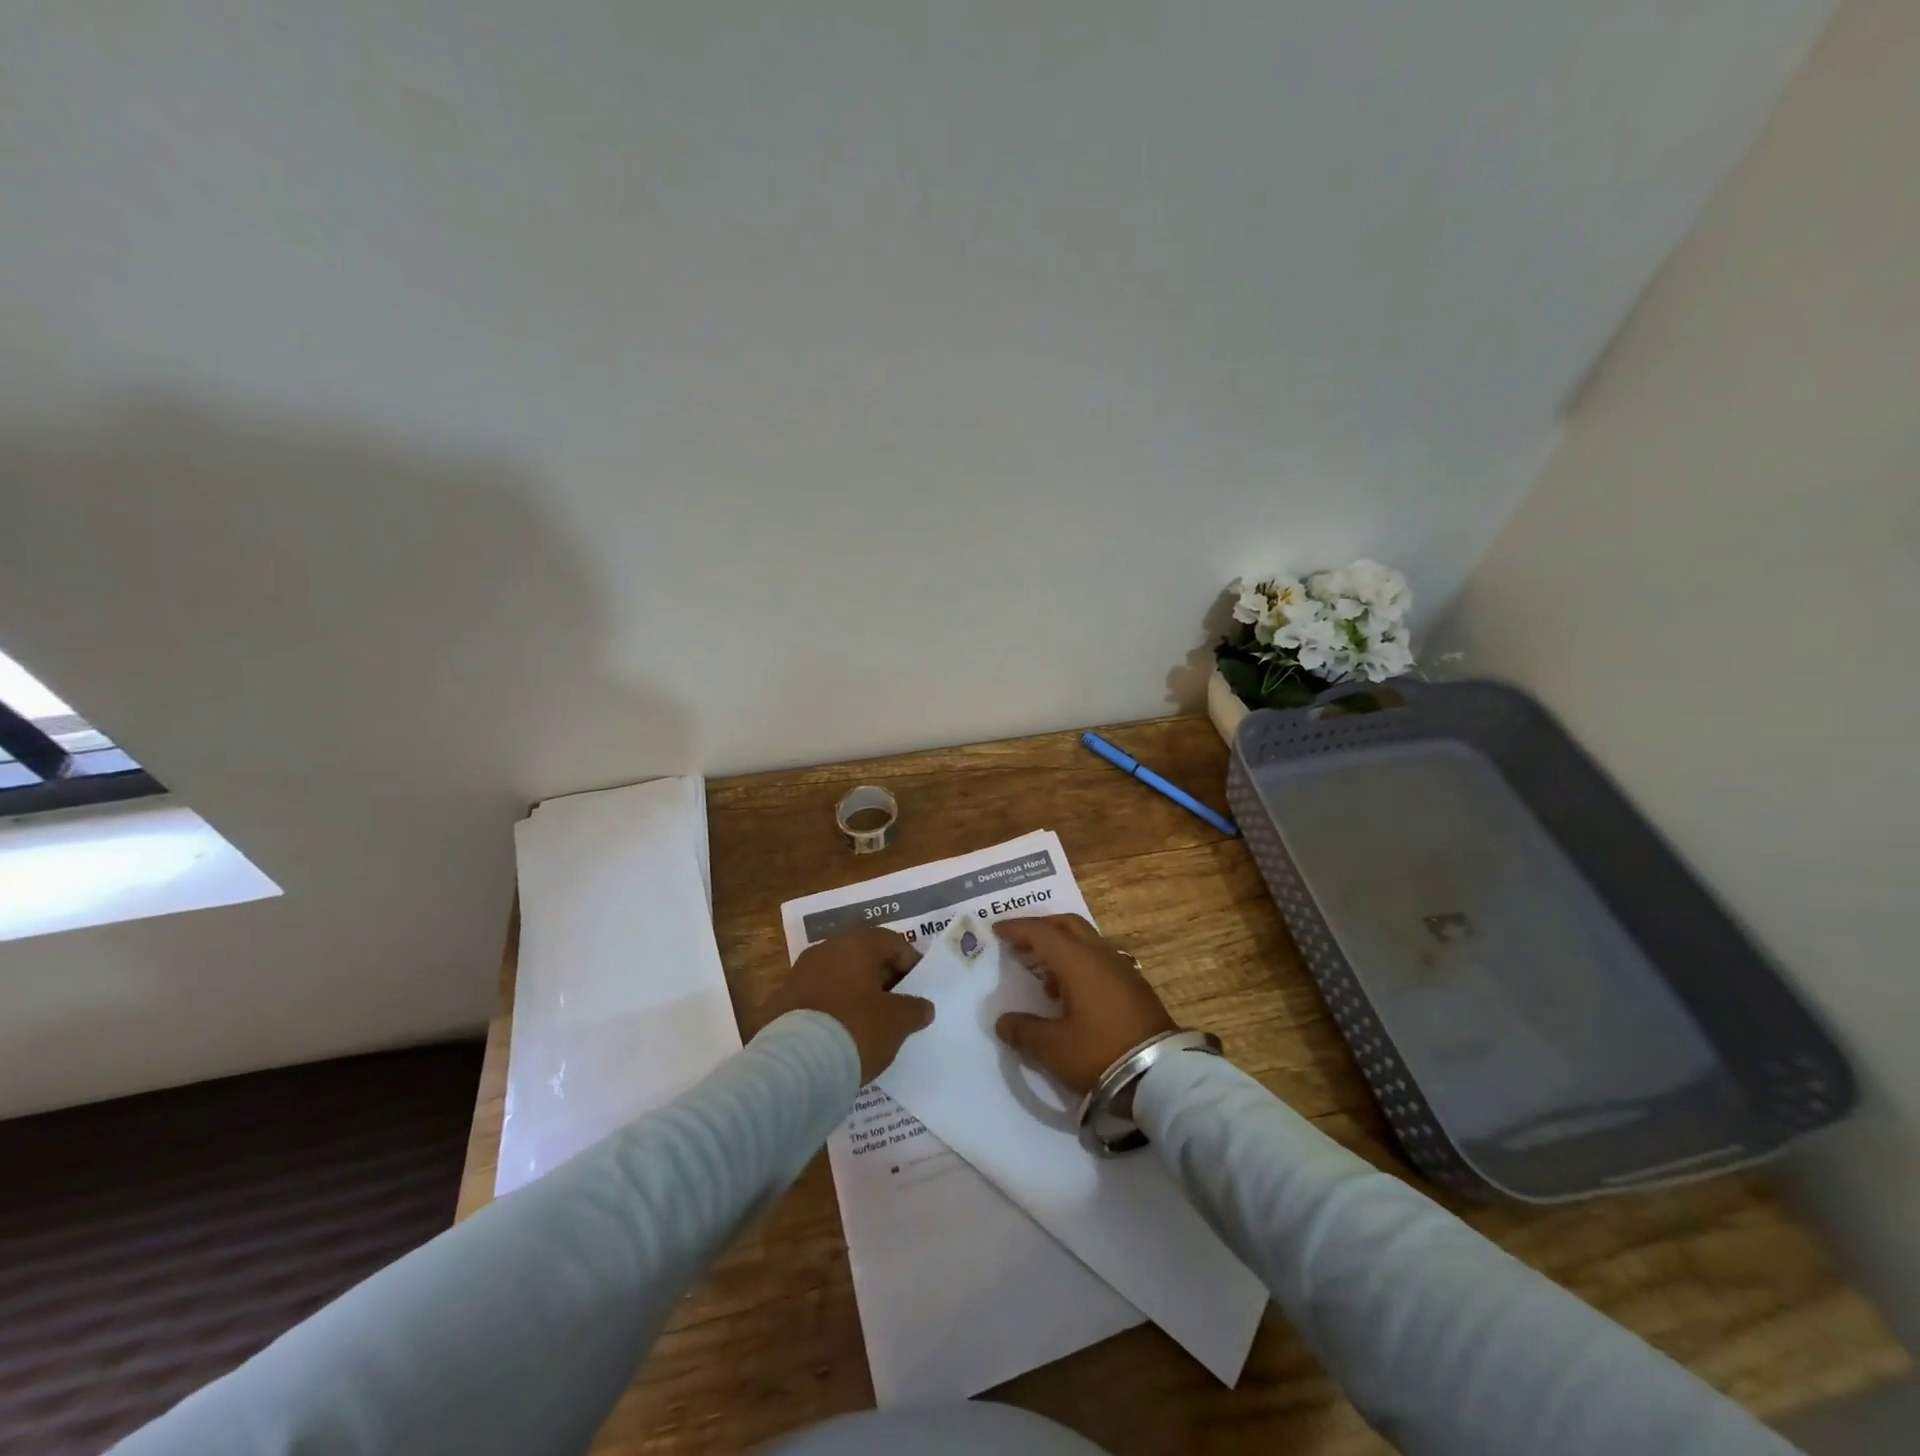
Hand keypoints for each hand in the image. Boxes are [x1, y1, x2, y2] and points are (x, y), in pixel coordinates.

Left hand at [759, 926, 933, 1082]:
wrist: (794, 1064)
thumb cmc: (855, 1028)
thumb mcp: (897, 1022)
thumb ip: (915, 1009)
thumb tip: (923, 1007)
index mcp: (856, 943)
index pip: (893, 943)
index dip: (912, 965)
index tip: (919, 992)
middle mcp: (825, 949)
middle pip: (864, 957)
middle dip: (883, 980)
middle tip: (898, 1009)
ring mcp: (799, 974)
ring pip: (839, 978)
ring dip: (857, 995)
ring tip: (870, 1025)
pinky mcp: (782, 1001)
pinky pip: (818, 999)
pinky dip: (833, 1011)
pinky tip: (842, 1036)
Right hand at [992, 915, 1176, 1093]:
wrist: (1161, 1075)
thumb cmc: (1100, 1053)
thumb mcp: (1054, 1048)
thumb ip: (1025, 1031)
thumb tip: (1003, 1022)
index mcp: (1078, 961)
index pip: (1041, 933)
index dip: (1017, 928)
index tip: (997, 930)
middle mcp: (1100, 955)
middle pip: (1068, 925)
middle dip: (1042, 928)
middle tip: (1021, 941)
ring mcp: (1122, 968)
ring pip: (1086, 941)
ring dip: (1062, 947)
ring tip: (1044, 974)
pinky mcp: (1135, 986)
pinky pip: (1100, 959)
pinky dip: (1079, 963)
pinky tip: (1071, 992)